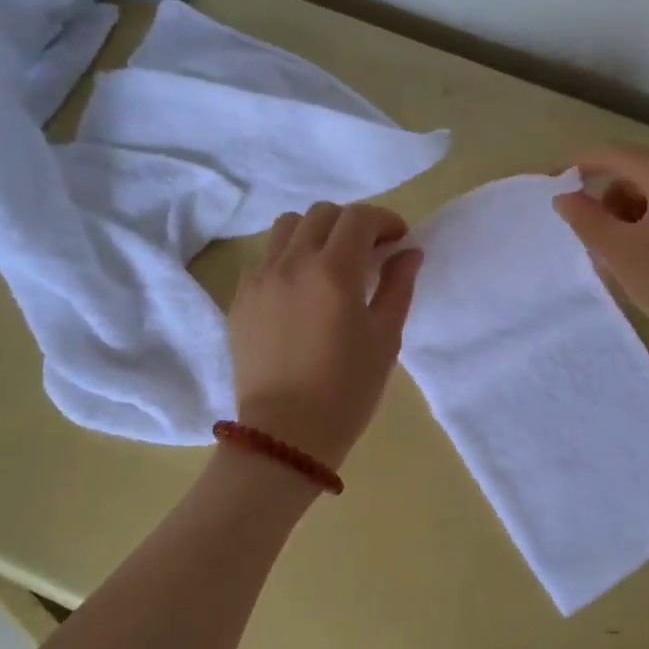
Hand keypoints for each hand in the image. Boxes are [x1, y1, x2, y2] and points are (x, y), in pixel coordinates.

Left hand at [227, 202, 422, 467]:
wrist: (286, 434)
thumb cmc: (347, 390)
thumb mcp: (385, 338)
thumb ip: (398, 287)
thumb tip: (408, 253)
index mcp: (333, 271)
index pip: (359, 218)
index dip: (384, 220)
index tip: (398, 240)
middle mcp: (292, 262)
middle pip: (322, 214)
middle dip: (352, 223)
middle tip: (369, 252)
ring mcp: (259, 278)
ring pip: (287, 227)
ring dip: (315, 233)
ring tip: (330, 263)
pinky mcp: (240, 298)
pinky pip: (265, 257)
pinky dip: (288, 257)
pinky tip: (300, 288)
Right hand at [552, 143, 648, 368]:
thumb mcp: (620, 253)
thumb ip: (586, 220)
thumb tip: (564, 197)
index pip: (614, 154)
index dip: (578, 164)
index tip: (553, 183)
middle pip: (634, 174)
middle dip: (606, 203)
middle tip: (593, 243)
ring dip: (626, 220)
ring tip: (619, 261)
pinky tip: (645, 263)